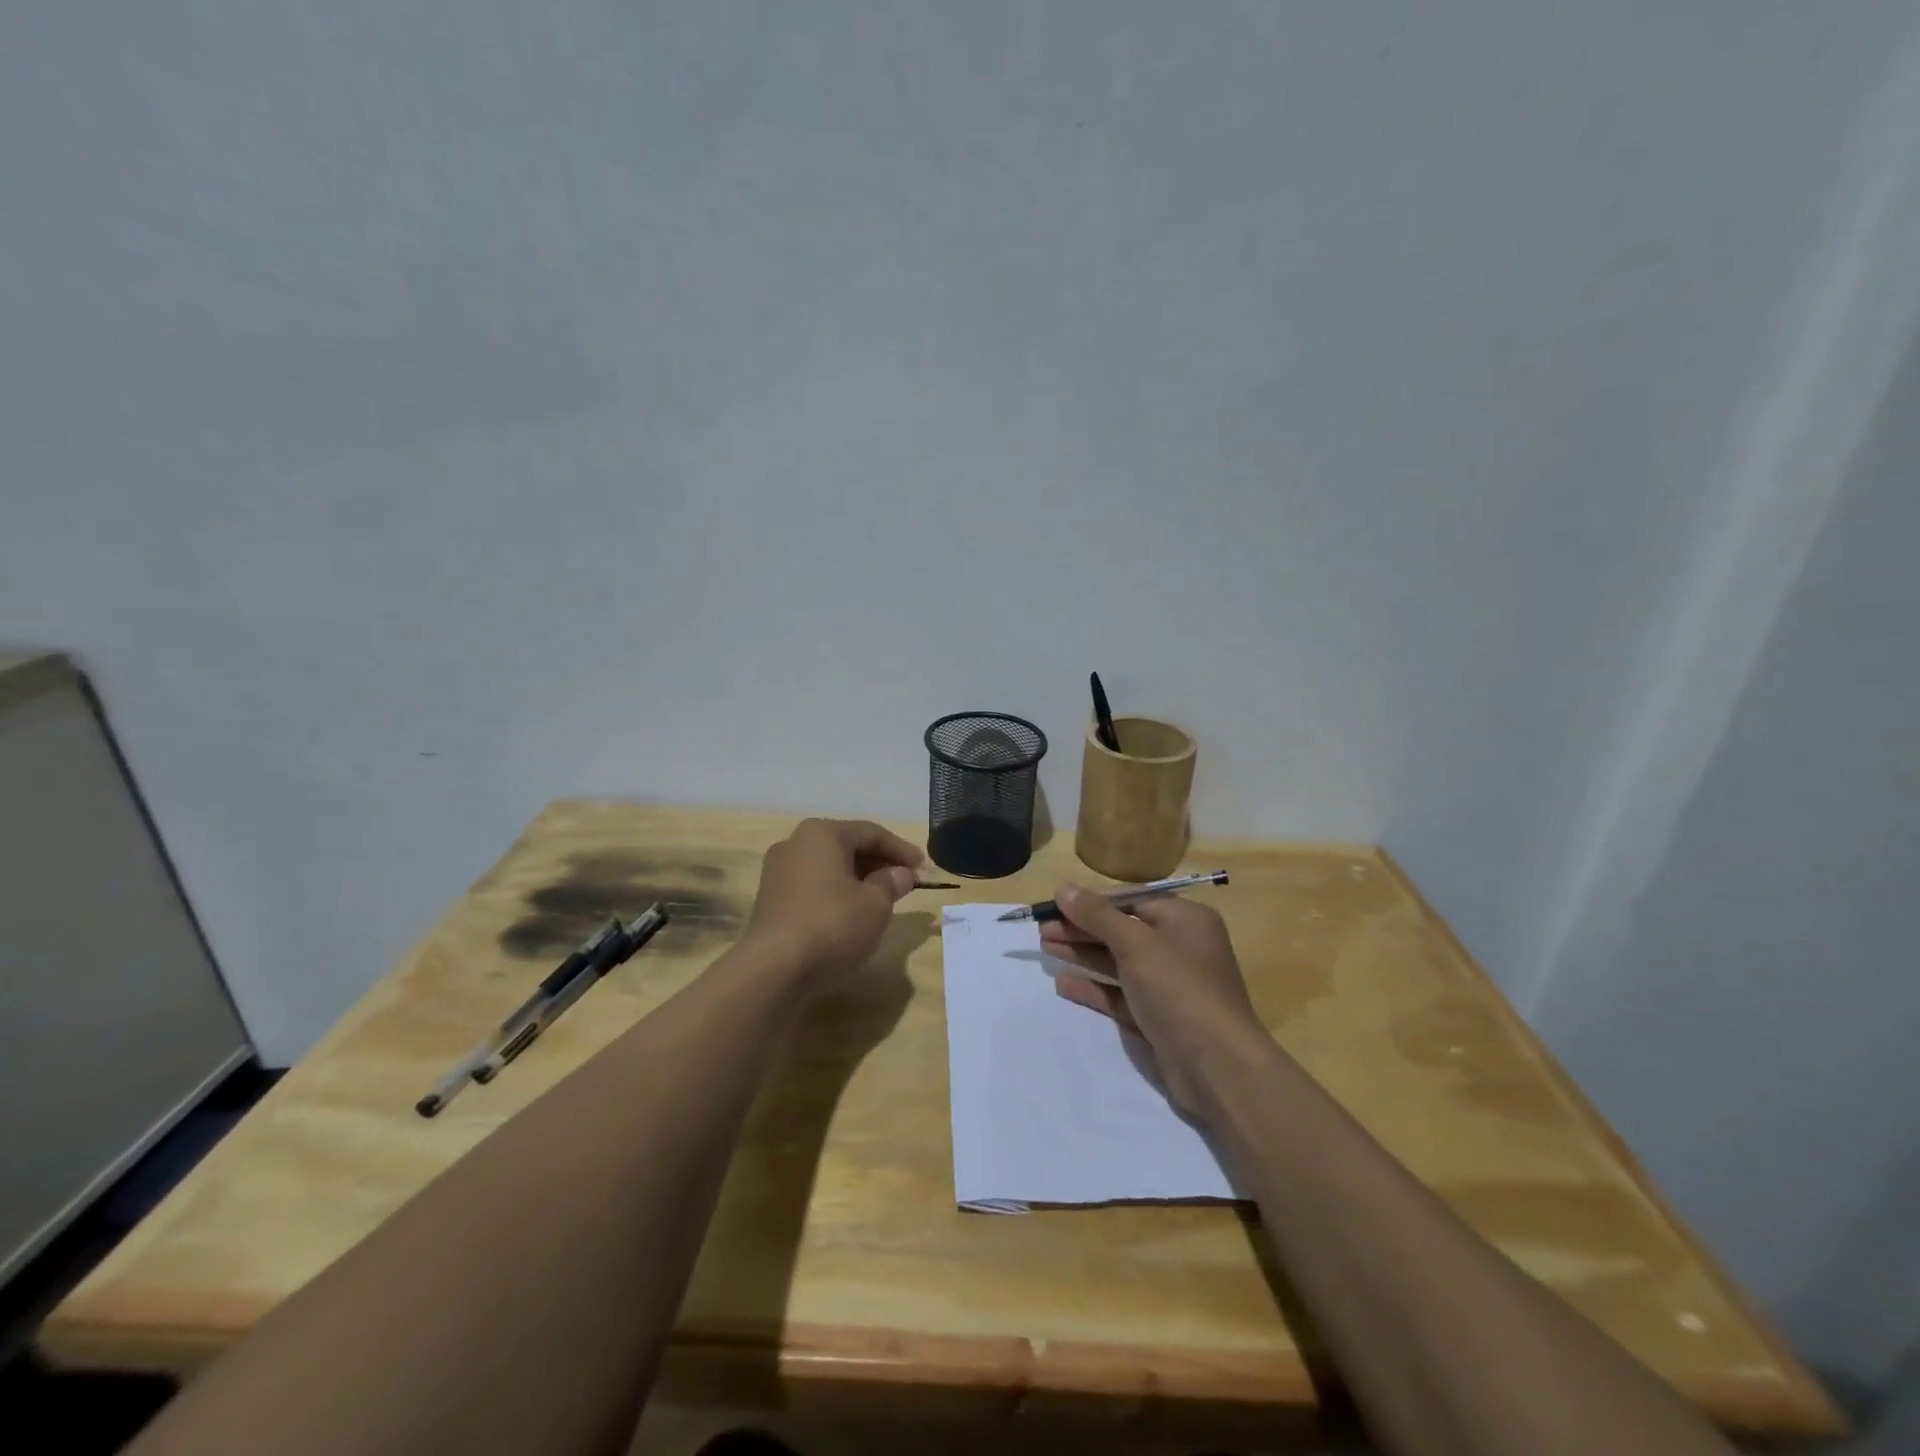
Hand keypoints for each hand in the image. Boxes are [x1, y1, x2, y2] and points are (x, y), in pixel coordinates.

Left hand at [742, 818, 924, 980]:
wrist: (773, 969)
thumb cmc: (832, 925)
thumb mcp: (875, 904)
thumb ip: (891, 883)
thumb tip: (901, 873)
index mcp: (821, 833)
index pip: (871, 833)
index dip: (901, 849)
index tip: (924, 867)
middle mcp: (795, 843)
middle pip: (847, 846)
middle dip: (879, 863)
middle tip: (906, 882)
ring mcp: (778, 872)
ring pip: (829, 867)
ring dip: (859, 879)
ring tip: (883, 899)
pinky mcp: (771, 900)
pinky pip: (813, 886)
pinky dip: (837, 893)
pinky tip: (852, 913)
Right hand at [1039, 884, 1263, 1109]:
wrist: (1218, 1067)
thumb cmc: (1180, 989)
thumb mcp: (1136, 943)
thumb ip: (1098, 915)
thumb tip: (1064, 888)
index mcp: (1185, 920)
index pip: (1130, 900)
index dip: (1091, 901)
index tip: (1054, 904)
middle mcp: (1180, 947)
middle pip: (1121, 930)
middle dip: (1081, 928)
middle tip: (1041, 930)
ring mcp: (1170, 985)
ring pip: (1118, 962)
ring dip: (1083, 954)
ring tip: (1045, 948)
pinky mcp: (1159, 1018)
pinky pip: (1120, 994)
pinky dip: (1094, 987)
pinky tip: (1063, 983)